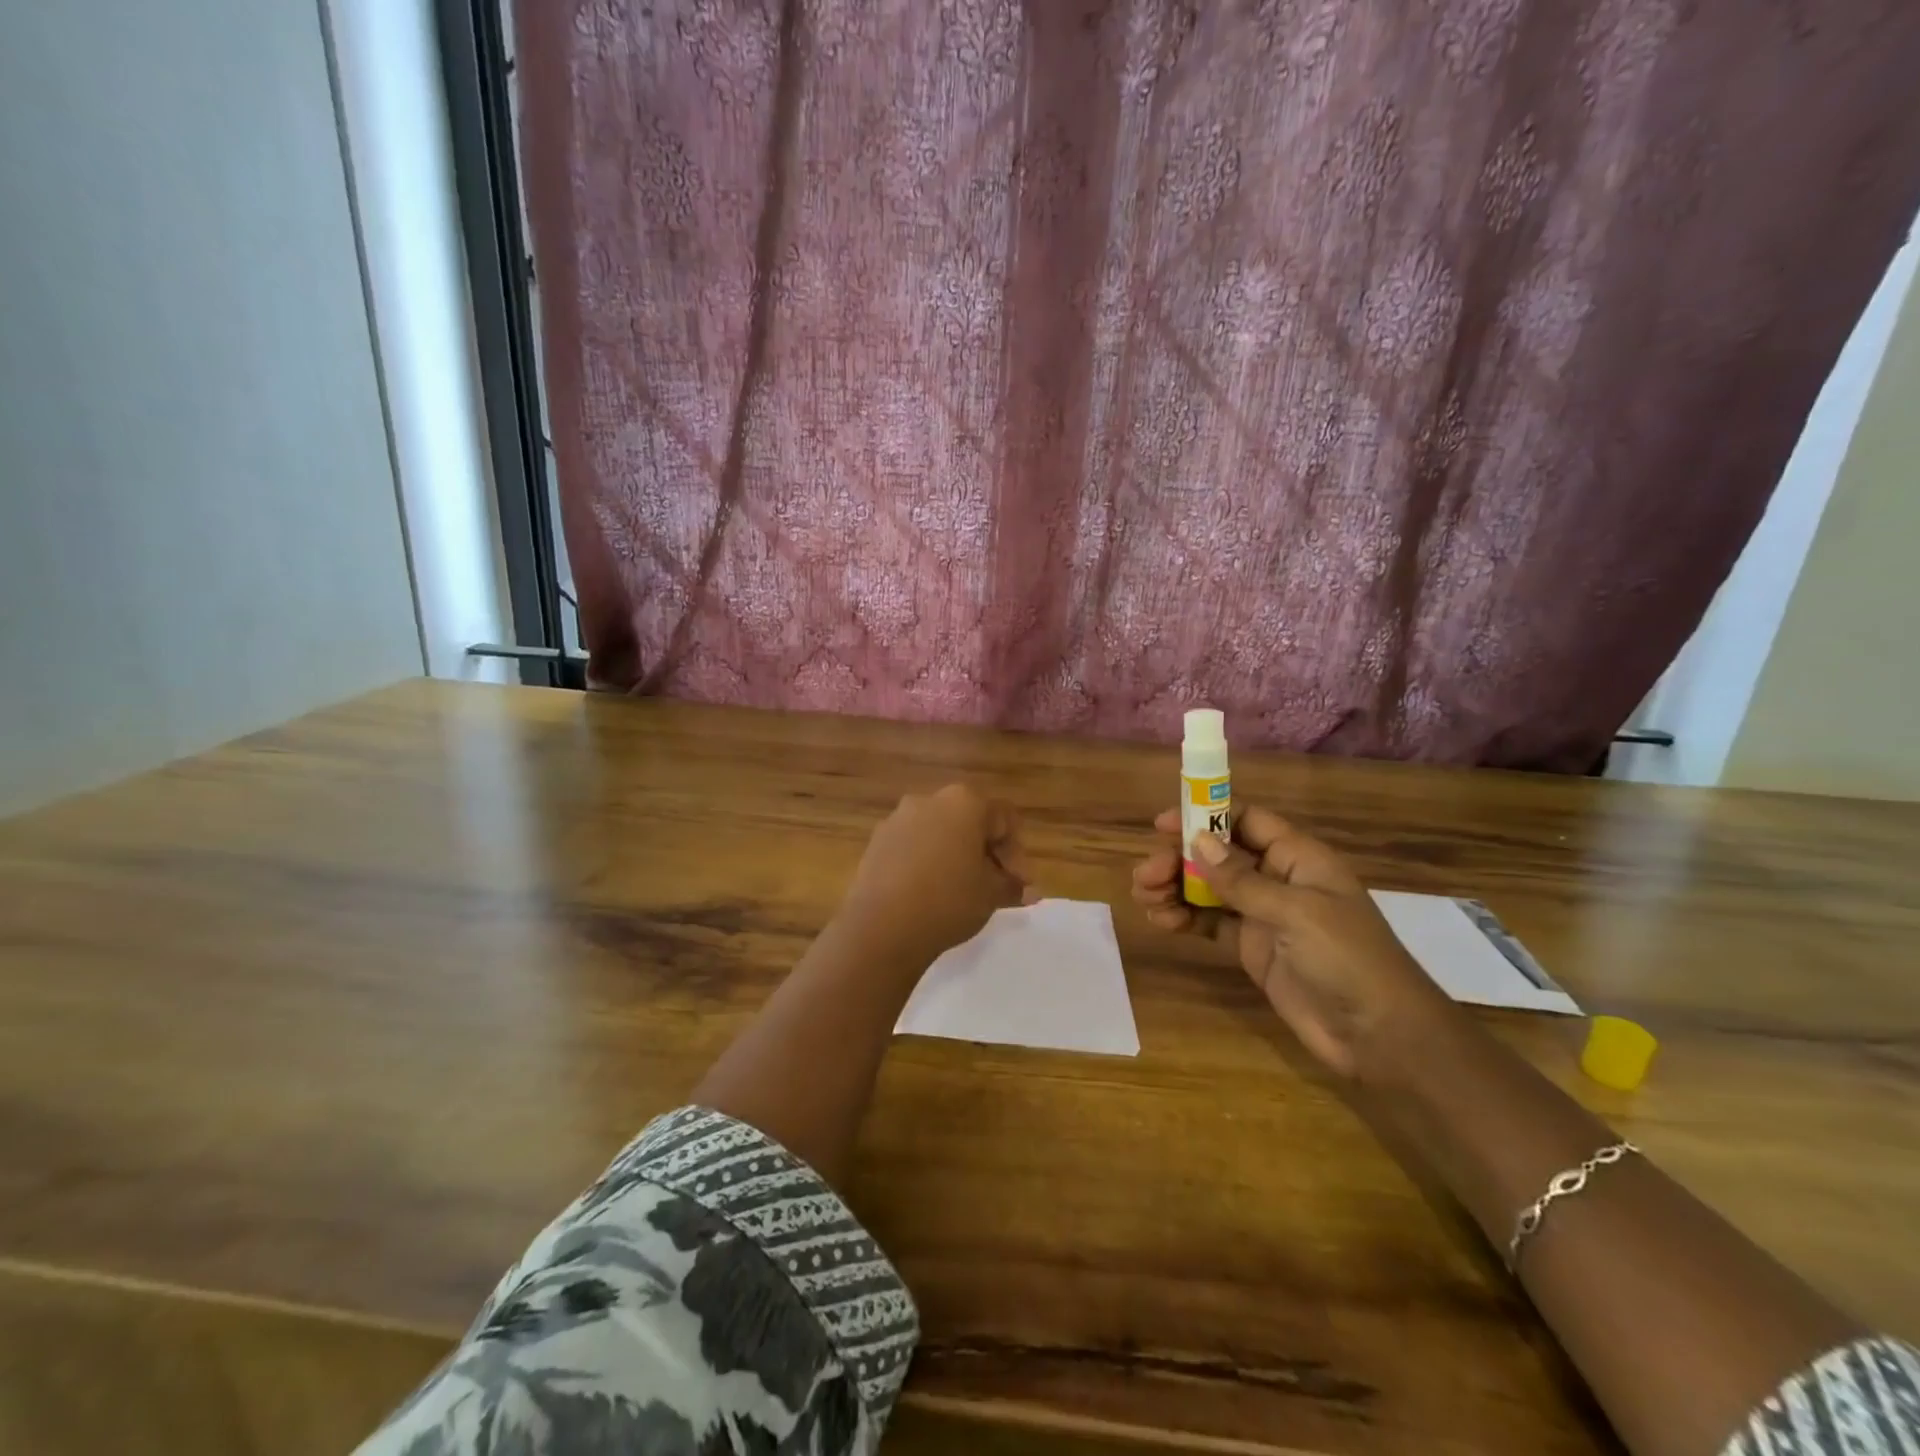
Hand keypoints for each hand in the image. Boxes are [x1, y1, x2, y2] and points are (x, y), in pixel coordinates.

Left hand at [836, 784, 1032, 965]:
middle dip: (987, 853)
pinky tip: (930, 892)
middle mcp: (930, 799)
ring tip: (962, 891)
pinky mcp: (877, 841)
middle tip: (995, 887)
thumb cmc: (948, 901)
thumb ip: (1013, 887)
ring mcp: (898, 818)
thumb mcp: (991, 895)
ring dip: (956, 856)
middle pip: (971, 822)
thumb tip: (1030, 892)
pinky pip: (914, 846)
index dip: (1017, 855)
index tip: (1020, 886)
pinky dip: (928, 862)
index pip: (1005, 821)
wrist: (882, 927)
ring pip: (940, 833)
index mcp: (964, 802)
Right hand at [1131, 805, 1456, 1080]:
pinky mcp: (1251, 948)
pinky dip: (1184, 918)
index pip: (1245, 821)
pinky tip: (1161, 921)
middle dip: (1179, 859)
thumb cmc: (1347, 958)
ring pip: (1209, 889)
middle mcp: (1278, 879)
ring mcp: (1263, 915)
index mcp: (1298, 857)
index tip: (1161, 824)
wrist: (1379, 1036)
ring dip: (1175, 888)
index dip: (1204, 816)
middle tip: (1145, 875)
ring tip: (1145, 898)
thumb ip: (1242, 879)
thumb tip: (1197, 841)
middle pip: (1218, 855)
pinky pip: (1210, 923)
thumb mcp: (1295, 912)